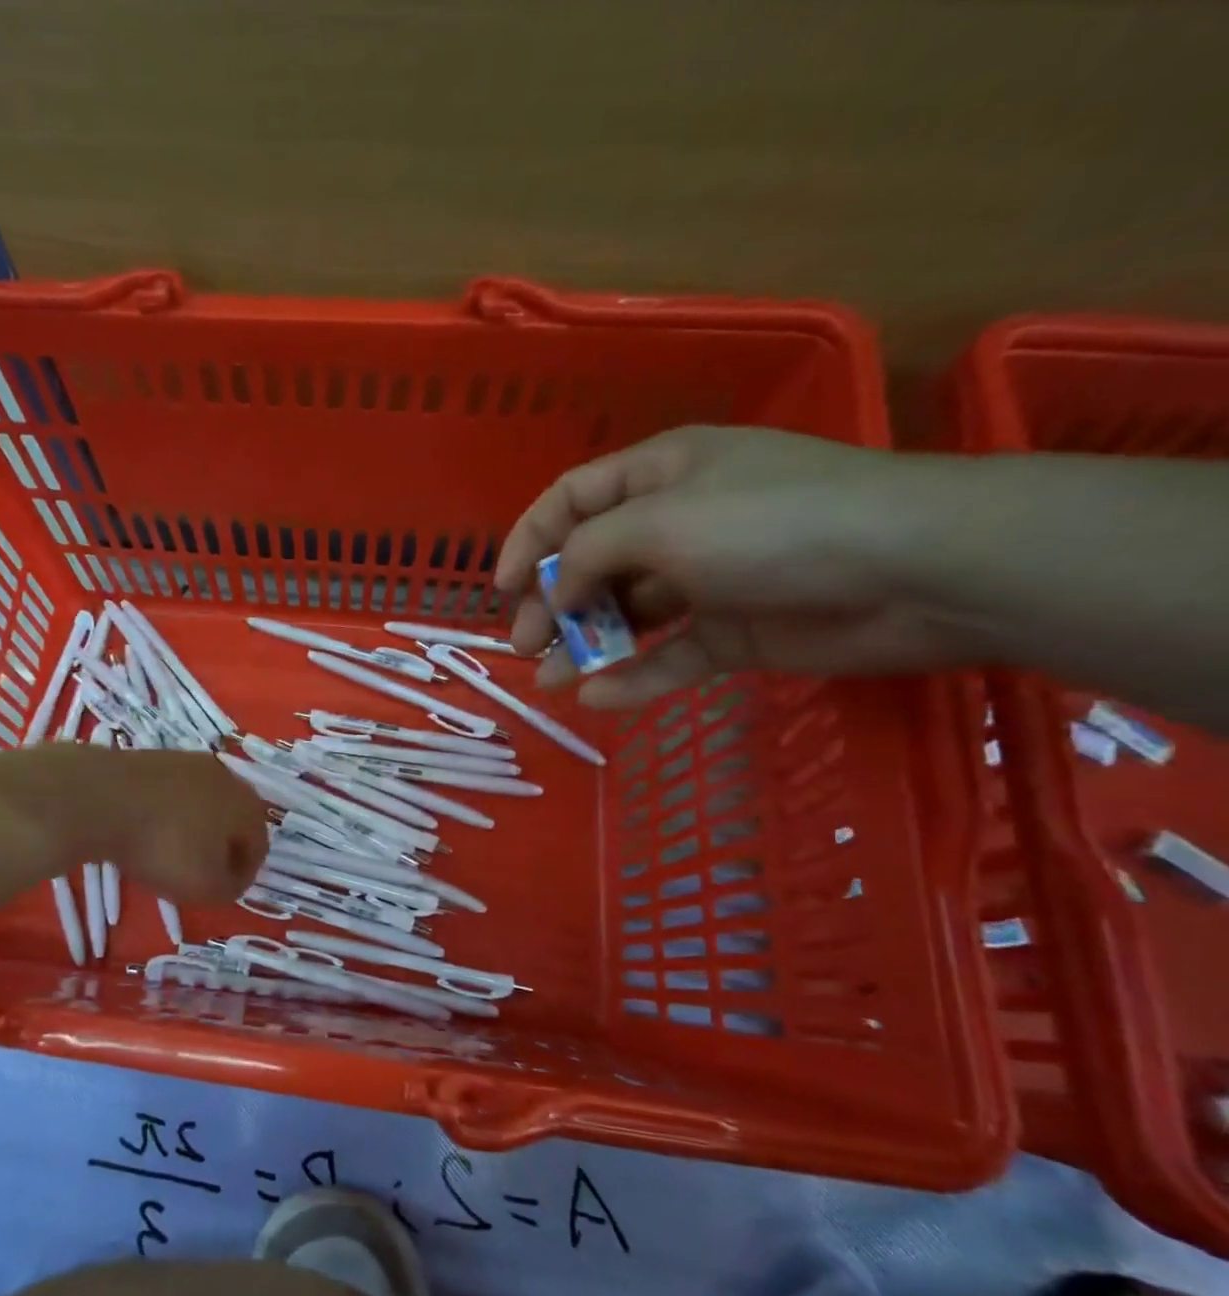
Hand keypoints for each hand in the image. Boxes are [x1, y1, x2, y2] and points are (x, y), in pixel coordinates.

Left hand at [79, 747, 268, 902]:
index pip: (259, 845)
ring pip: (201, 804)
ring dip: (192, 829)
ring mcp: (188, 762)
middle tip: (199, 873)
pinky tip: (146, 830)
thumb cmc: (164, 847)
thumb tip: (232, 878)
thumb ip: (230, 888)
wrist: (101, 799)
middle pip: (232, 820)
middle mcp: (226, 776)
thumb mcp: (206, 888)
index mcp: (247, 805)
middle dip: (220, 848)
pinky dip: (166, 814)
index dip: (244, 874)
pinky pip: (171, 794)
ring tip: (168, 852)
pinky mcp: (155, 758)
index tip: (222, 892)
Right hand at [494, 426, 965, 709]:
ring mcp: (706, 580)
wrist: (914, 571)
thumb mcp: (659, 521)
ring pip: (626, 616)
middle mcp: (676, 522)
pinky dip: (633, 678)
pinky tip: (599, 700)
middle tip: (528, 645)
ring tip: (551, 680)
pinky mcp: (734, 631)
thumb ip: (589, 553)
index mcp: (659, 474)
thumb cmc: (771, 523)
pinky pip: (669, 656)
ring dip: (584, 646)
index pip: (571, 500)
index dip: (529, 540)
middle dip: (552, 603)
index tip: (501, 589)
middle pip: (590, 563)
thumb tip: (557, 593)